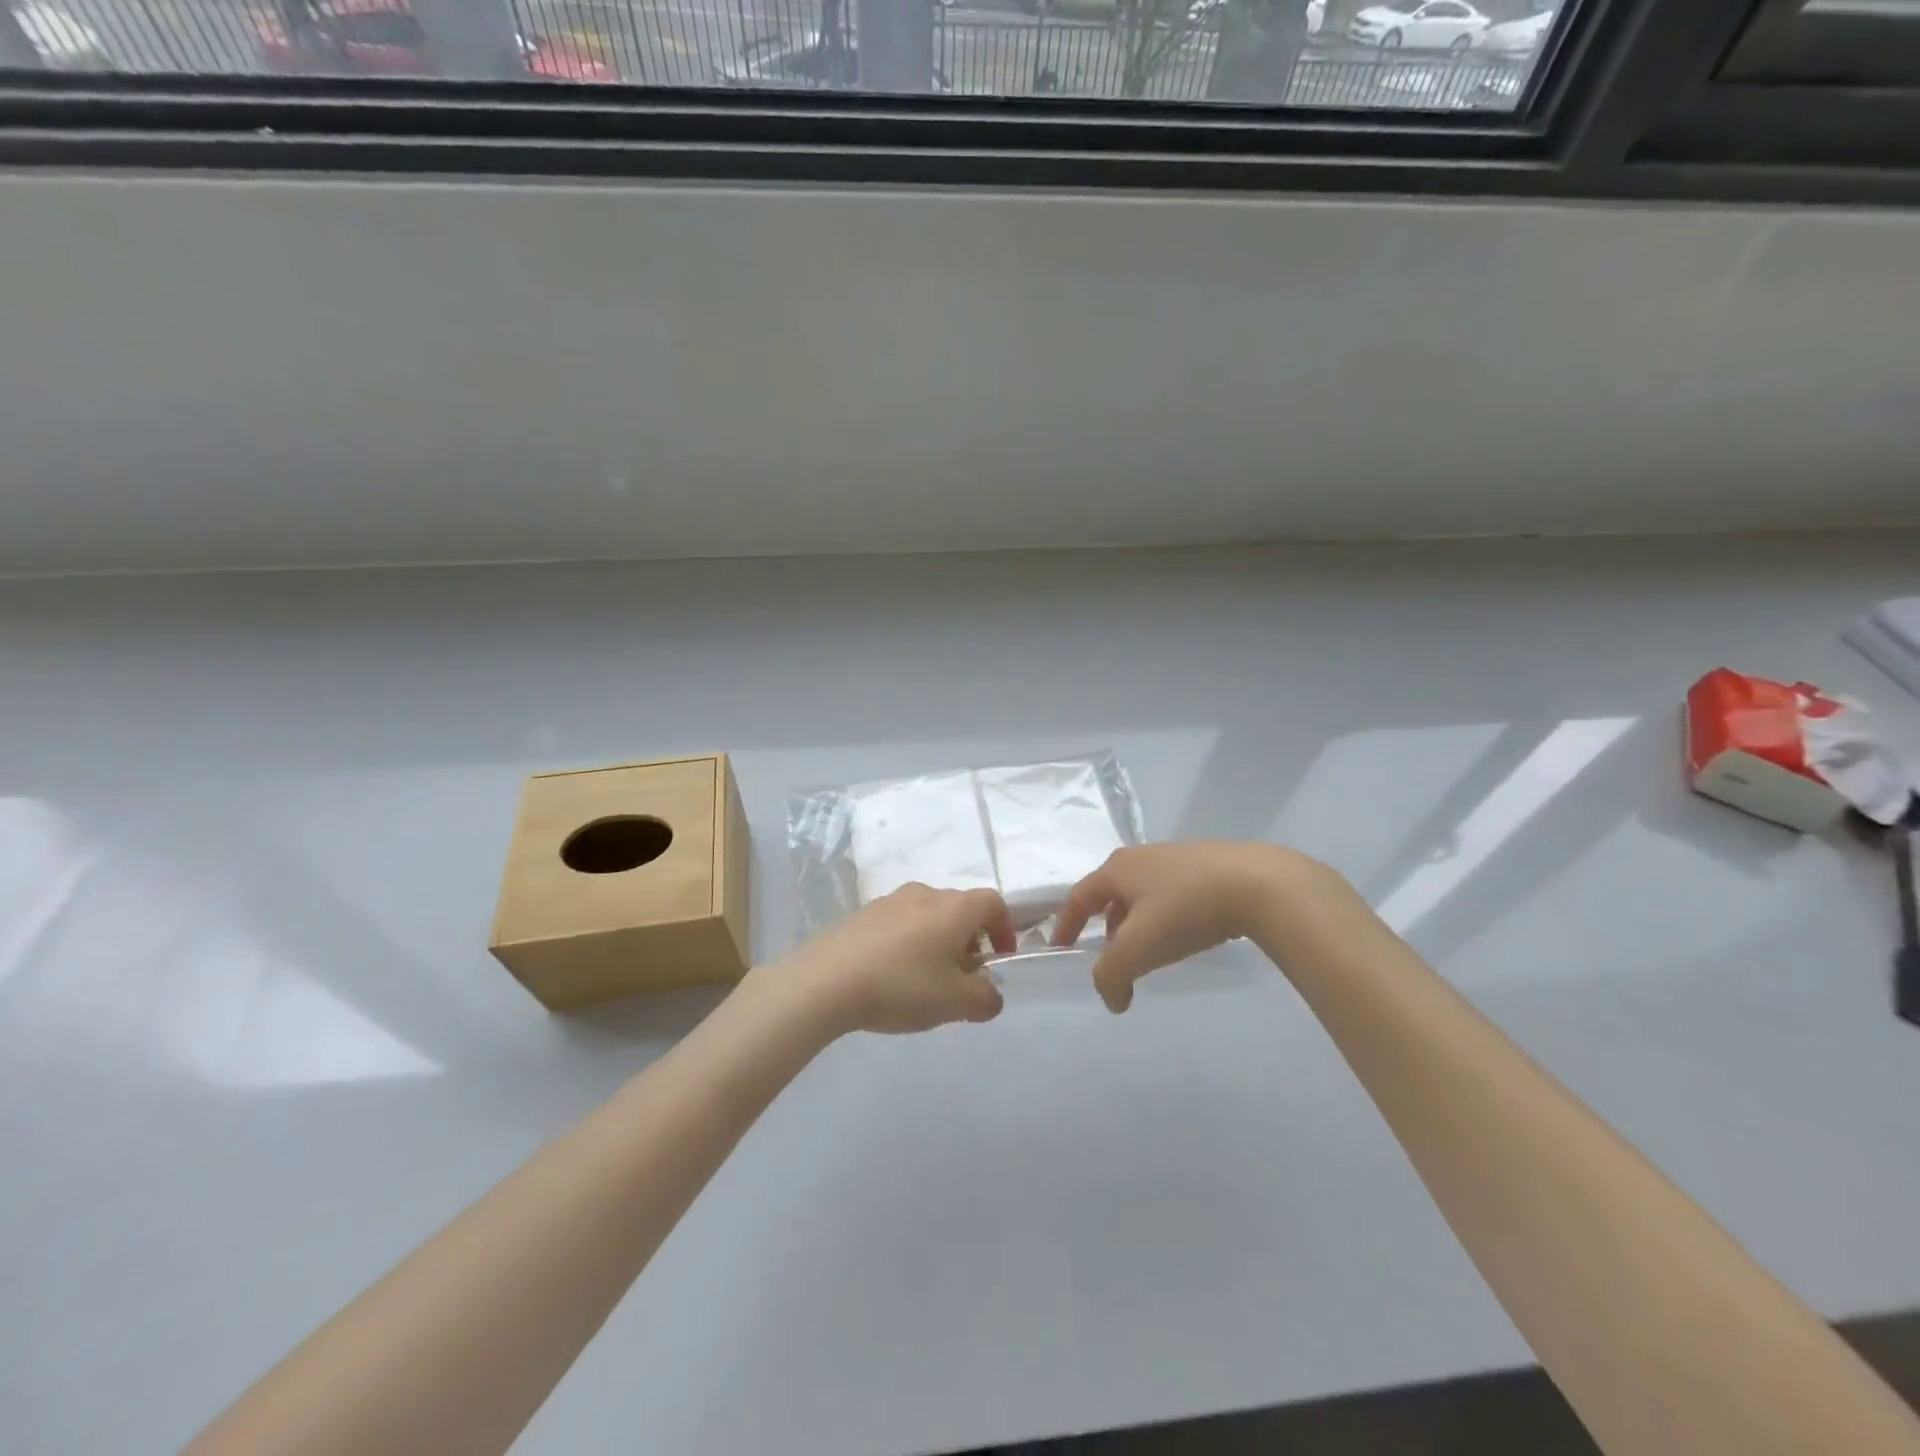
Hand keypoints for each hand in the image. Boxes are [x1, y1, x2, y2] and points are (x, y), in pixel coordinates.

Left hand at [780, 884, 1014, 1034]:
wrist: (824, 981)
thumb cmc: (901, 986)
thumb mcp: (955, 1003)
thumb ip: (984, 999)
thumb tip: (991, 994)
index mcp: (952, 908)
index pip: (992, 902)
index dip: (1004, 928)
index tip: (1000, 958)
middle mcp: (924, 894)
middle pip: (959, 908)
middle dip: (970, 939)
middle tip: (964, 976)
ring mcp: (889, 901)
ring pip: (927, 915)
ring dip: (938, 941)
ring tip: (927, 980)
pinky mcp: (861, 915)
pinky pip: (899, 924)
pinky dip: (909, 943)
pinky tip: (893, 977)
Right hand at [1052, 841, 1329, 1011]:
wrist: (1258, 884)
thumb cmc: (1185, 911)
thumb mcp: (1139, 949)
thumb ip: (1112, 976)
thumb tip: (1112, 999)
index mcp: (1117, 869)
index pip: (1080, 897)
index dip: (1067, 924)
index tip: (1062, 947)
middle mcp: (1142, 856)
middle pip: (1112, 893)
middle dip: (1107, 926)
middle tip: (1113, 956)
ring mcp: (1177, 857)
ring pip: (1144, 894)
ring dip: (1138, 923)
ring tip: (1150, 951)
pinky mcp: (1208, 865)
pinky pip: (1173, 893)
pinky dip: (1166, 916)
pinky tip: (1185, 935)